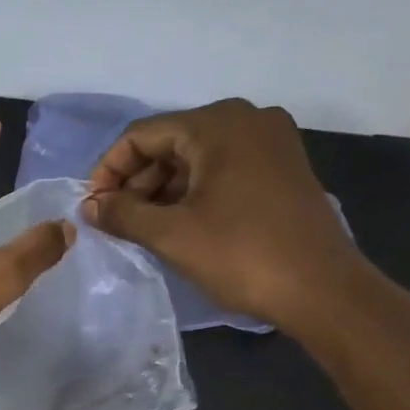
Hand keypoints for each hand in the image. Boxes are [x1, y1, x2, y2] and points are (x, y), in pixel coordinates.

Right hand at [81, 99, 361, 330]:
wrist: (321, 289)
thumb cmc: (240, 255)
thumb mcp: (170, 234)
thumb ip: (121, 213)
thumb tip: (88, 205)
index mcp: (218, 124)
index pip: (142, 135)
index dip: (108, 170)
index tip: (92, 207)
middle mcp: (247, 119)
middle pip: (170, 142)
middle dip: (136, 181)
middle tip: (115, 221)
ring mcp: (271, 142)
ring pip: (196, 157)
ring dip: (162, 190)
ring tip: (142, 228)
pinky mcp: (283, 168)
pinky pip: (222, 169)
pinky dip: (193, 192)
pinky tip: (178, 224)